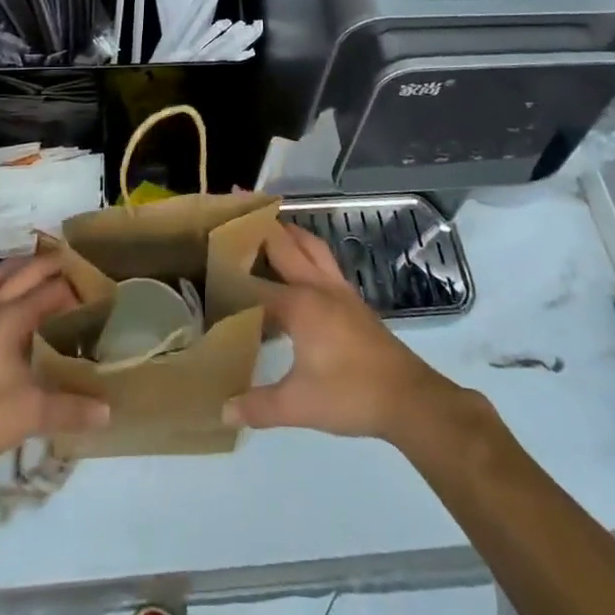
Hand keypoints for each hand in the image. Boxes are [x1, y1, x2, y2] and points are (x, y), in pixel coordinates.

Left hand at [0, 255, 108, 483]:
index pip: (51, 289)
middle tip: (79, 268)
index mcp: (9, 317)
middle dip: (50, 265)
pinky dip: (2, 290)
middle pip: (23, 272)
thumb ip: (71, 408)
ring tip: (43, 273)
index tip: (102, 291)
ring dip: (20, 270)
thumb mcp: (30, 413)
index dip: (77, 287)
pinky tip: (12, 311)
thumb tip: (108, 410)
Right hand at [223, 222, 460, 440]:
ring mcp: (338, 289)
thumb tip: (222, 410)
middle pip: (284, 244)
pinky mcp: (353, 299)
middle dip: (259, 224)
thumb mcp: (299, 405)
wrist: (408, 398)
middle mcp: (317, 285)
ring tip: (266, 222)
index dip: (229, 271)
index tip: (205, 256)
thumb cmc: (350, 396)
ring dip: (288, 230)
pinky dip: (306, 248)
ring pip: (309, 244)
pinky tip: (299, 263)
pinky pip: (323, 259)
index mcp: (299, 304)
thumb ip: (259, 405)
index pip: (254, 283)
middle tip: (235, 204)